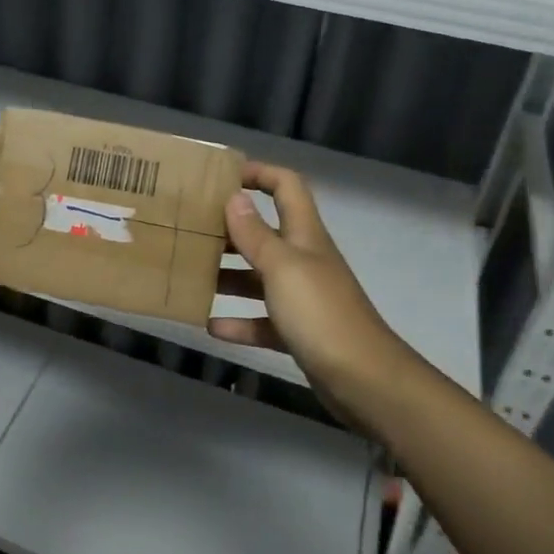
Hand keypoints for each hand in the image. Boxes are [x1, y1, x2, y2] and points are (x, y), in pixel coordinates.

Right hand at [208, 163, 409, 405]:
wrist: (363, 379)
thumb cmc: (320, 313)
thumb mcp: (282, 267)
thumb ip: (255, 234)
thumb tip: (234, 196)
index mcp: (304, 235)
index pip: (286, 187)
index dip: (259, 174)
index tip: (220, 177)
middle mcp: (303, 259)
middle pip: (264, 232)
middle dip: (229, 229)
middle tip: (189, 229)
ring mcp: (302, 297)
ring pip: (258, 277)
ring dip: (227, 275)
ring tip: (190, 274)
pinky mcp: (298, 331)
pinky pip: (261, 320)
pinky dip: (238, 321)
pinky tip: (209, 325)